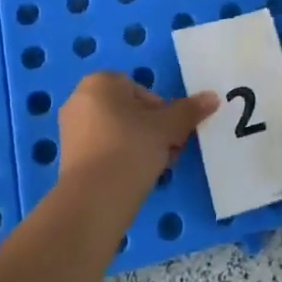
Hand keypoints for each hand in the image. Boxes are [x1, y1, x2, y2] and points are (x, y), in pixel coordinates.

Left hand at [56, 72, 218, 198]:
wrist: (95, 198)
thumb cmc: (131, 147)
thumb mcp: (167, 127)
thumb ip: (189, 110)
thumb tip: (213, 97)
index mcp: (99, 82)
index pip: (141, 90)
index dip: (161, 112)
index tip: (170, 133)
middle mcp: (80, 99)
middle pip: (129, 111)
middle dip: (151, 129)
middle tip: (166, 151)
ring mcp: (70, 130)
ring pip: (118, 132)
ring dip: (138, 146)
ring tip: (153, 168)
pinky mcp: (68, 158)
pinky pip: (103, 150)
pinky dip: (120, 160)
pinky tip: (133, 178)